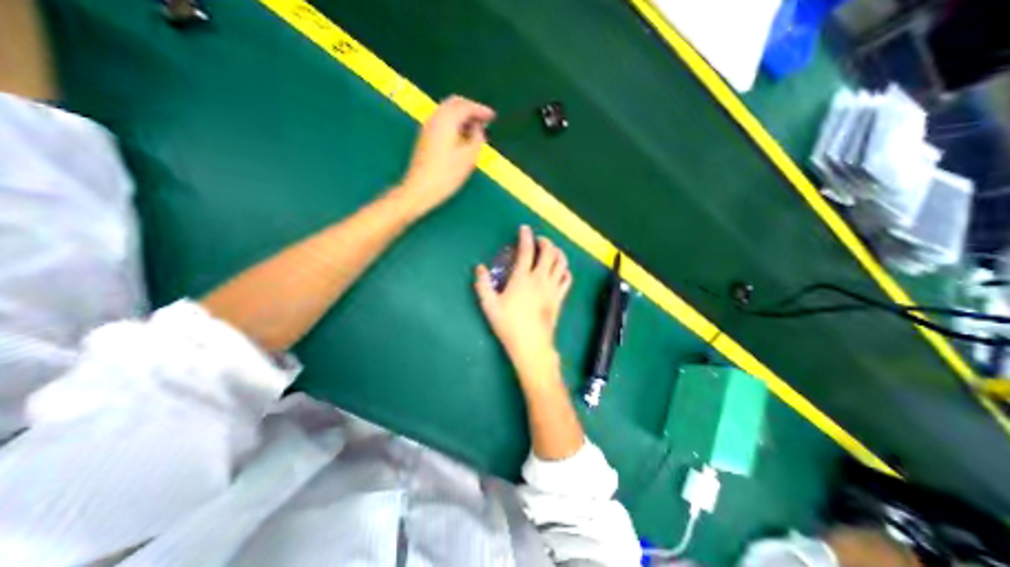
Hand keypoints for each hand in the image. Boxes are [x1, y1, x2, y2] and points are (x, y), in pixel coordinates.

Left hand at [401, 95, 498, 213]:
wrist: (420, 188)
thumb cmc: (447, 175)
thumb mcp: (468, 158)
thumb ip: (477, 138)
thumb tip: (478, 128)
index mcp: (447, 120)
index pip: (466, 106)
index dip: (481, 110)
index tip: (492, 116)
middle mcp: (435, 118)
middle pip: (455, 103)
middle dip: (470, 109)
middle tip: (484, 119)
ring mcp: (428, 127)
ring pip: (447, 112)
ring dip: (462, 116)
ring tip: (475, 129)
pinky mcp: (425, 137)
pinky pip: (443, 121)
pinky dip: (454, 123)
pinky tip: (462, 136)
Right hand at [471, 226, 565, 379]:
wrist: (531, 346)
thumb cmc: (508, 325)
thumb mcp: (489, 305)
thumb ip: (482, 284)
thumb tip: (479, 267)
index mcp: (523, 278)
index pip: (526, 250)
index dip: (526, 236)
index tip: (524, 228)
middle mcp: (540, 279)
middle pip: (549, 252)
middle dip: (545, 241)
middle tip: (539, 240)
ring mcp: (553, 288)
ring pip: (561, 263)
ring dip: (557, 252)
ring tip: (551, 251)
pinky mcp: (560, 298)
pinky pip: (567, 279)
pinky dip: (565, 270)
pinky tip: (560, 270)